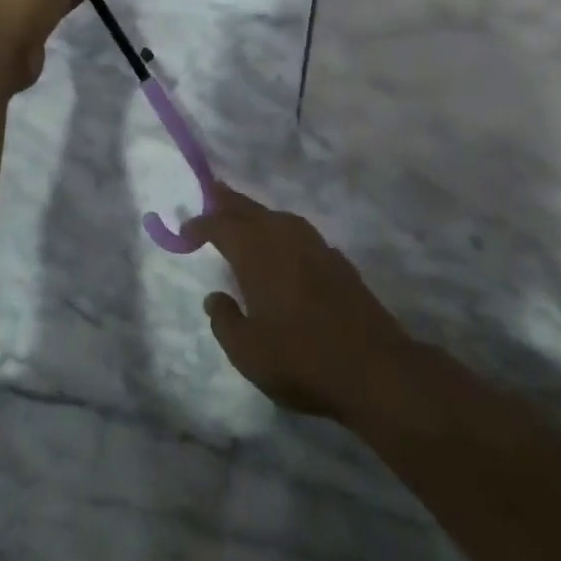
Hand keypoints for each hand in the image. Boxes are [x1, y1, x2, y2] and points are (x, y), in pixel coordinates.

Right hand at [185, 183, 410, 418]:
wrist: (374, 368)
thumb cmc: (301, 360)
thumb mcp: (247, 352)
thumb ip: (225, 320)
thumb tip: (215, 297)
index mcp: (258, 255)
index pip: (222, 226)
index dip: (201, 224)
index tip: (185, 231)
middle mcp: (286, 241)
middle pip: (252, 211)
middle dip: (229, 202)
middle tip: (212, 192)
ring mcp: (318, 249)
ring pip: (281, 219)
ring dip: (259, 215)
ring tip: (245, 220)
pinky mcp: (340, 264)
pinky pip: (302, 235)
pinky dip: (284, 233)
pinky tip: (285, 249)